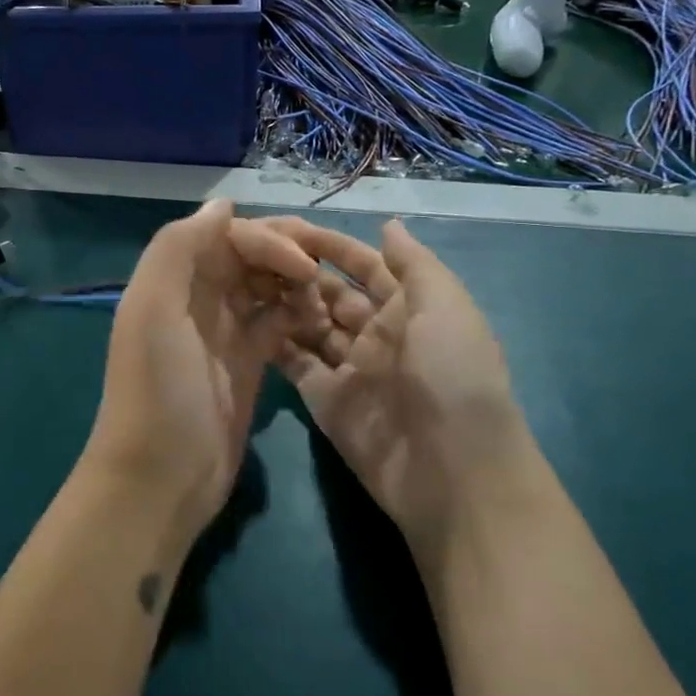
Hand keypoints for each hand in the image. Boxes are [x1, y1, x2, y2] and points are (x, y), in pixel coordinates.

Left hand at [80, 200, 320, 551]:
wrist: (162, 477)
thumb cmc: (158, 391)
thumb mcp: (153, 310)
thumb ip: (178, 248)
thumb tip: (223, 206)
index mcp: (174, 279)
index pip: (227, 236)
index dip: (267, 241)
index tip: (303, 266)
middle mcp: (198, 298)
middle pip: (249, 256)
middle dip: (288, 254)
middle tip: (328, 269)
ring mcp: (224, 331)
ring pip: (267, 286)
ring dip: (297, 284)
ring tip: (325, 301)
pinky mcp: (248, 363)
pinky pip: (277, 322)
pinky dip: (299, 315)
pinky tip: (320, 321)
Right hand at [265, 217, 540, 565]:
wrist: (450, 470)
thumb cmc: (452, 375)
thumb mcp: (445, 306)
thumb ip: (414, 264)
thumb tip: (388, 225)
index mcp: (410, 308)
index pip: (365, 266)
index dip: (332, 246)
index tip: (290, 229)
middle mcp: (377, 333)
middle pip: (331, 294)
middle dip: (299, 273)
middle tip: (253, 254)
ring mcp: (349, 368)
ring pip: (309, 325)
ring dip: (282, 304)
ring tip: (242, 280)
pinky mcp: (324, 399)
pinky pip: (295, 363)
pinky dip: (273, 342)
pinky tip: (244, 319)